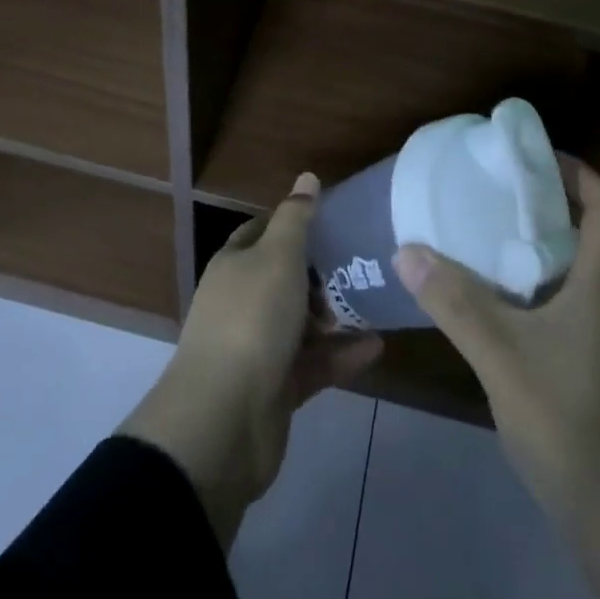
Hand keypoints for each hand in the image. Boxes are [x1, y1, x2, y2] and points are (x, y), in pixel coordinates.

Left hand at [120, 172, 382, 547]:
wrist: (223, 421)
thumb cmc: (251, 320)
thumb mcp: (278, 256)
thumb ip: (296, 217)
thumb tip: (307, 177)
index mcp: (235, 265)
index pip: (263, 232)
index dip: (294, 223)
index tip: (333, 220)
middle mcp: (242, 302)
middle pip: (285, 278)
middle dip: (322, 273)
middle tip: (362, 265)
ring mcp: (257, 348)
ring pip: (302, 323)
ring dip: (337, 316)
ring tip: (376, 304)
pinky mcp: (276, 388)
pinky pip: (314, 363)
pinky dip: (342, 355)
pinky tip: (375, 347)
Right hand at [396, 158, 599, 598]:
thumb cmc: (575, 424)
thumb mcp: (505, 358)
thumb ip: (456, 302)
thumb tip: (408, 248)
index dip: (576, 171)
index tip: (531, 156)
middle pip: (583, 235)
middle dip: (539, 207)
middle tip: (487, 193)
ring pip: (569, 275)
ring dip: (530, 252)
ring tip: (477, 240)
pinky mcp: (591, 373)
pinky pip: (560, 311)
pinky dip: (527, 295)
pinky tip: (489, 310)